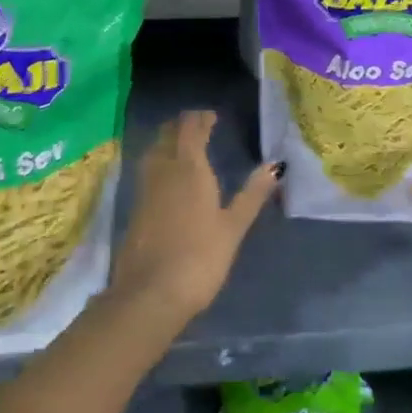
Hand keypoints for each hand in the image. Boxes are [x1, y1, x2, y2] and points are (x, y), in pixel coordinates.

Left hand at [111, 110, 278, 330]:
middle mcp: (163, 170)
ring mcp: (145, 189)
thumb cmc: (199, 258)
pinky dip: (158, 161)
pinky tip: (167, 177)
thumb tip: (276, 165)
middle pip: (168, 133)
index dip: (201, 118)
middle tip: (199, 127)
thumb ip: (253, 194)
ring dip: (167, 140)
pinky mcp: (135, 208)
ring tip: (183, 146)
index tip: (213, 118)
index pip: (191, 128)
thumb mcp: (233, 227)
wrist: (149, 295)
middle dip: (182, 125)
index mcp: (189, 167)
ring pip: (154, 150)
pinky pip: (147, 170)